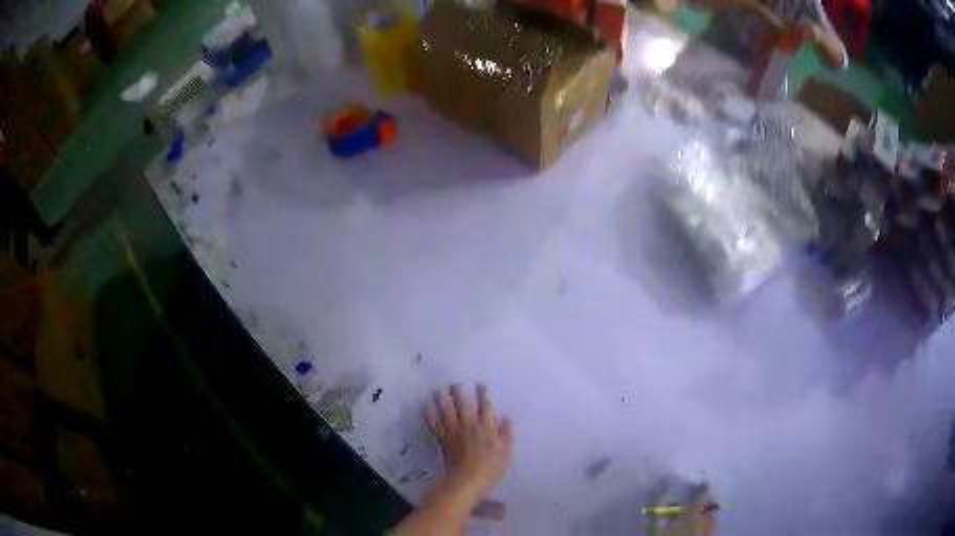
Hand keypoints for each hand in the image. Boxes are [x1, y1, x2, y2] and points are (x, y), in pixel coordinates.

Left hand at [425, 384, 513, 502]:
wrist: (466, 481)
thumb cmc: (490, 469)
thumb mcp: (506, 454)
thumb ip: (507, 435)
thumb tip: (508, 419)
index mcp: (486, 427)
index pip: (485, 406)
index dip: (482, 394)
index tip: (480, 384)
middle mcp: (469, 425)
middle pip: (462, 404)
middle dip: (459, 392)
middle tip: (454, 383)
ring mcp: (454, 432)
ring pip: (446, 411)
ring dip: (441, 400)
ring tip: (437, 390)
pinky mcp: (443, 440)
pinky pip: (435, 425)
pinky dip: (429, 416)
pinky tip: (425, 408)